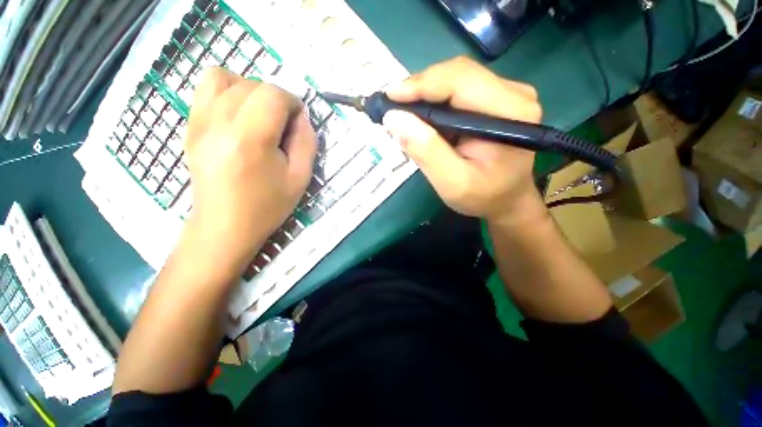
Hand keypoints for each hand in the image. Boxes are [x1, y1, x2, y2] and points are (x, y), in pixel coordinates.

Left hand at [184, 68, 316, 258]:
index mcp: (250, 140)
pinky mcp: (190, 127)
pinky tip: (239, 116)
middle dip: (275, 98)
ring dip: (249, 89)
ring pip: (224, 77)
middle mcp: (218, 123)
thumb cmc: (267, 206)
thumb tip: (300, 117)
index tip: (298, 120)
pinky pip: (205, 89)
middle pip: (251, 84)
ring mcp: (198, 123)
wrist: (225, 226)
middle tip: (283, 124)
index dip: (292, 102)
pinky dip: (227, 92)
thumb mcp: (300, 177)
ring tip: (260, 115)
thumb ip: (306, 142)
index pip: (272, 95)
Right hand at [383, 57, 545, 225]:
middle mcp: (514, 94)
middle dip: (420, 87)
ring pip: (456, 78)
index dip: (421, 84)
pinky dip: (435, 100)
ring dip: (425, 93)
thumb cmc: (483, 197)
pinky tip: (422, 116)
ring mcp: (507, 94)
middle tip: (393, 107)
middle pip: (458, 74)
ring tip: (404, 112)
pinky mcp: (496, 99)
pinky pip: (459, 89)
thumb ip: (426, 152)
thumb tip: (394, 118)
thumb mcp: (452, 183)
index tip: (389, 96)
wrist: (507, 199)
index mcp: (510, 113)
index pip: (460, 81)